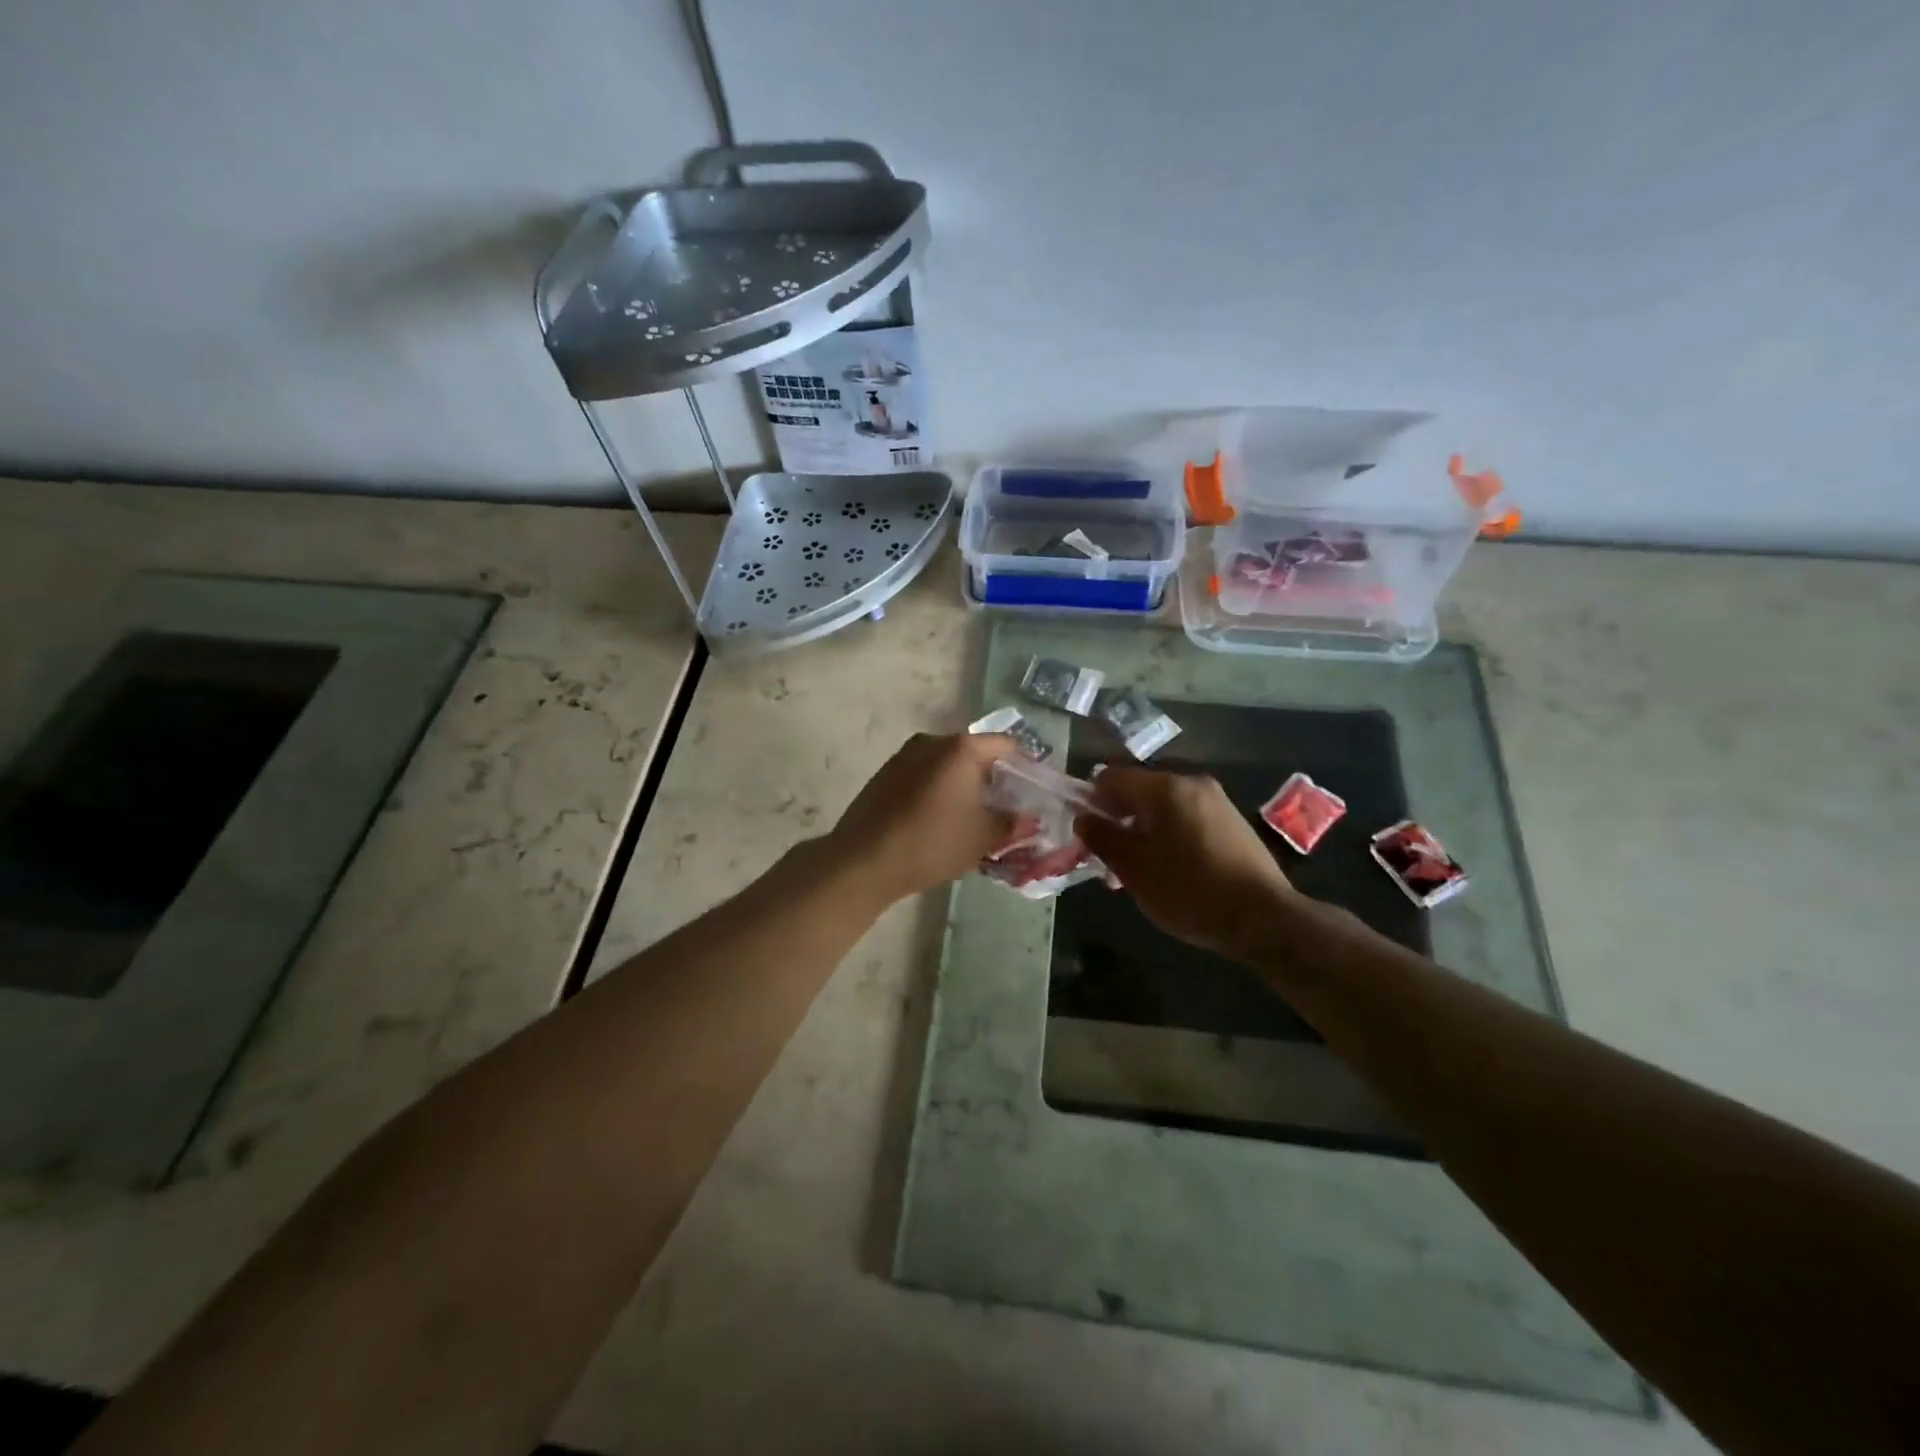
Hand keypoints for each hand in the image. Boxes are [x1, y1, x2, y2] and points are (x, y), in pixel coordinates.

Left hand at [826, 732, 1024, 903]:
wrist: (864, 859)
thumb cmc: (933, 842)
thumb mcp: (982, 837)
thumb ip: (1011, 822)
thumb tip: (1027, 817)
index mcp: (962, 748)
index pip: (1007, 745)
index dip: (1026, 767)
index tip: (1034, 792)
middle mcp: (933, 741)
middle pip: (975, 752)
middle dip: (994, 777)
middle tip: (1007, 807)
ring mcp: (905, 755)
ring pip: (947, 764)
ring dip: (965, 784)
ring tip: (974, 816)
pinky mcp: (886, 774)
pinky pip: (925, 774)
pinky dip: (940, 790)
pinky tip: (941, 818)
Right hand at [1076, 764, 1299, 961]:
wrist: (1262, 917)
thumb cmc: (1189, 890)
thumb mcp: (1133, 869)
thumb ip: (1102, 838)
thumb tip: (1084, 818)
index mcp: (1164, 788)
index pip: (1111, 776)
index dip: (1092, 801)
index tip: (1089, 835)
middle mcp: (1191, 782)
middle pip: (1138, 790)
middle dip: (1119, 819)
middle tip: (1111, 859)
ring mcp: (1216, 800)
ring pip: (1163, 806)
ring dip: (1143, 830)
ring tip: (1141, 871)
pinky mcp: (1232, 820)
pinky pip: (1186, 817)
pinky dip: (1169, 834)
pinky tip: (1172, 869)